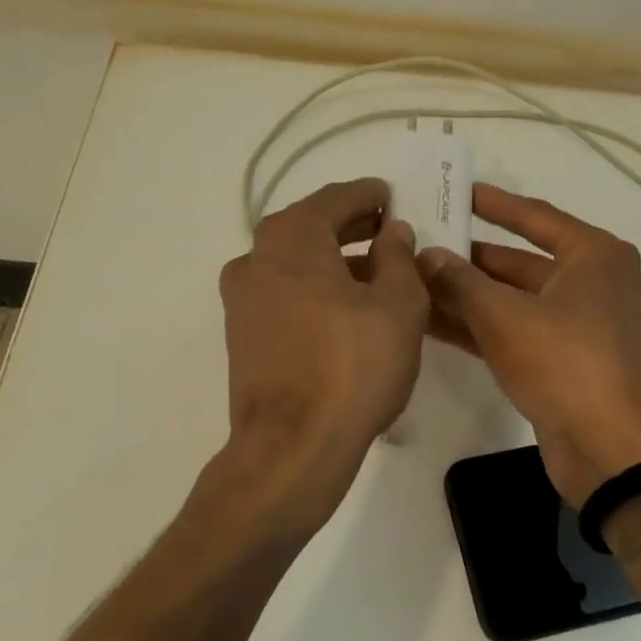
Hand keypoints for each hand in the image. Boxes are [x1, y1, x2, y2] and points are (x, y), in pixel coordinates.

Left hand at [216, 178, 428, 527]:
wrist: (292, 446)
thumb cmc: (354, 366)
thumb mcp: (398, 305)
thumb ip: (398, 258)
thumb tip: (392, 233)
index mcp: (292, 237)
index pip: (336, 198)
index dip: (369, 195)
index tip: (392, 196)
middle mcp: (256, 258)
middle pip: (310, 228)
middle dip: (352, 227)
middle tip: (390, 232)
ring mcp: (242, 298)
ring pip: (295, 263)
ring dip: (334, 261)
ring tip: (378, 275)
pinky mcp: (241, 334)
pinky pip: (284, 294)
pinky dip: (315, 289)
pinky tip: (347, 310)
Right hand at [418, 184, 640, 502]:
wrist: (614, 451)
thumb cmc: (568, 363)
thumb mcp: (506, 316)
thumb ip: (460, 282)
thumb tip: (425, 254)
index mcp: (592, 255)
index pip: (533, 216)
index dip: (491, 203)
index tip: (453, 190)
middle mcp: (588, 283)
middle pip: (517, 261)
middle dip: (467, 256)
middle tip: (416, 243)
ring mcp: (575, 326)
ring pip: (510, 300)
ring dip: (464, 295)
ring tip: (411, 281)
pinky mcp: (560, 363)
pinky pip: (512, 333)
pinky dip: (476, 327)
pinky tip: (430, 322)